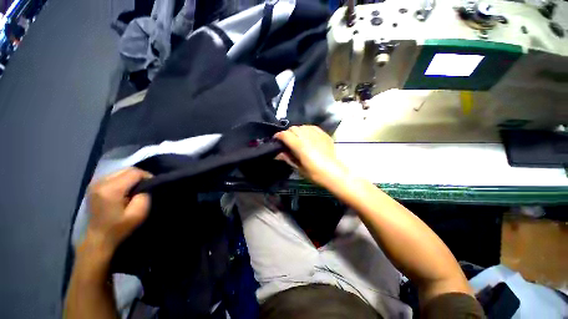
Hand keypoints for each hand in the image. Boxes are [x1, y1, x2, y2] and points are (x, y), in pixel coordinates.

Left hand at [80, 168, 151, 259]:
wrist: (98, 237)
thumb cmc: (119, 227)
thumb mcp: (138, 214)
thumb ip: (144, 196)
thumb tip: (145, 186)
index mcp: (110, 190)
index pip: (134, 172)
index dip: (147, 176)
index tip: (152, 185)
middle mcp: (100, 182)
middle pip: (126, 169)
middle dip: (139, 175)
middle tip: (145, 186)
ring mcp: (95, 183)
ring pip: (120, 171)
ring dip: (131, 177)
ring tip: (135, 188)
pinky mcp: (94, 186)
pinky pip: (113, 175)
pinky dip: (122, 179)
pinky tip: (124, 189)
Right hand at [274, 125, 348, 187]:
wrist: (334, 173)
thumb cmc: (315, 174)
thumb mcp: (299, 168)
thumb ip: (287, 158)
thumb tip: (277, 154)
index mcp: (300, 146)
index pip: (285, 135)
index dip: (278, 136)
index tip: (276, 140)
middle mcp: (307, 136)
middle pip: (293, 128)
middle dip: (287, 133)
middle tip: (287, 141)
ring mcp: (316, 134)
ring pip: (302, 126)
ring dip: (297, 131)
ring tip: (297, 138)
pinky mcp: (323, 134)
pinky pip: (312, 127)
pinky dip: (306, 130)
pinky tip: (307, 136)